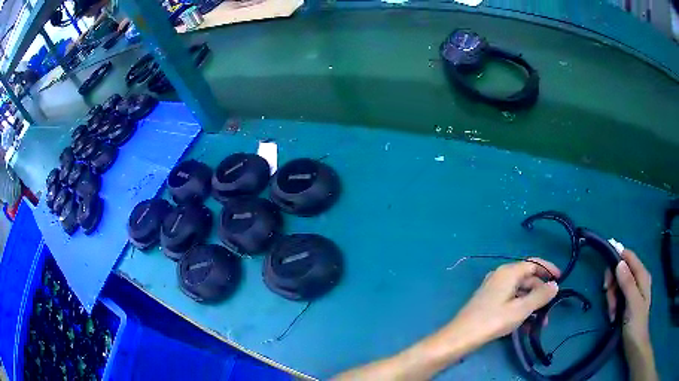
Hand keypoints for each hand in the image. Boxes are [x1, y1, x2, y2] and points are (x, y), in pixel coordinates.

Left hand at [451, 258, 559, 345]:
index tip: (561, 279)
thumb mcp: (521, 309)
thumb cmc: (493, 320)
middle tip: (550, 310)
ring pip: (520, 293)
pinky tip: (527, 327)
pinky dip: (520, 310)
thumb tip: (555, 285)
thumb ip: (540, 296)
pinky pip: (510, 301)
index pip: (533, 263)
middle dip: (540, 294)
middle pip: (527, 279)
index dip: (548, 269)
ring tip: (541, 323)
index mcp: (508, 272)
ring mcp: (494, 289)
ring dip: (532, 306)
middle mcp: (501, 276)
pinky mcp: (489, 302)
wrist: (461, 337)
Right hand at [604, 249, 650, 344]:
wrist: (635, 345)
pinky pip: (617, 295)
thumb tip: (619, 262)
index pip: (628, 257)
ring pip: (617, 284)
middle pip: (621, 270)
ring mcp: (633, 289)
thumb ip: (627, 283)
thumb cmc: (636, 324)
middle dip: (613, 285)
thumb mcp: (633, 303)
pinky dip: (613, 304)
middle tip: (608, 299)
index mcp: (642, 275)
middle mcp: (638, 278)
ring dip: (612, 298)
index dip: (616, 258)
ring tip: (611, 312)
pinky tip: (613, 315)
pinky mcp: (627, 300)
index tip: (605, 274)